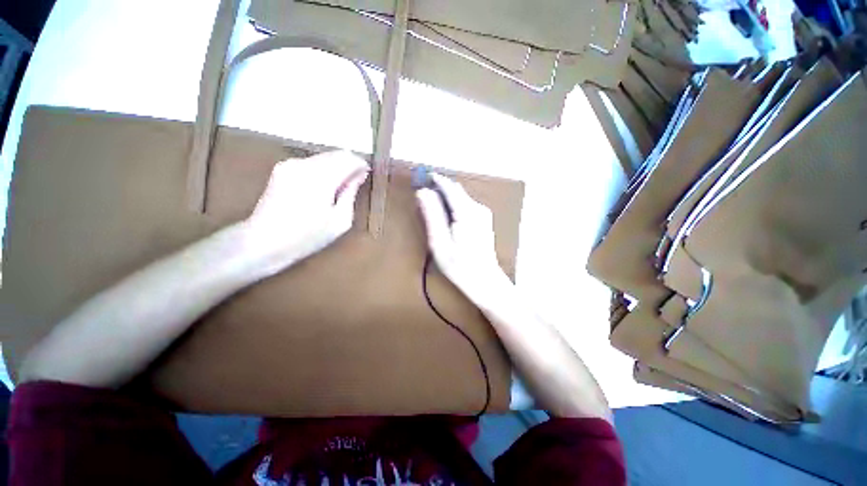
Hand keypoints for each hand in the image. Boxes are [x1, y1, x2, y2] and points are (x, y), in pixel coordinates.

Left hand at [242, 151, 367, 273]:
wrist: (264, 241)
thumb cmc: (307, 237)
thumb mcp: (340, 221)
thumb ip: (350, 194)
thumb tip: (358, 176)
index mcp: (320, 179)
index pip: (348, 159)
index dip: (361, 165)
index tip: (366, 174)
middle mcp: (304, 165)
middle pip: (336, 154)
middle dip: (349, 164)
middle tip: (356, 181)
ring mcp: (291, 164)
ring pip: (324, 157)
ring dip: (336, 167)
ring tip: (340, 186)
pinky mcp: (282, 167)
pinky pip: (311, 162)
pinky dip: (323, 169)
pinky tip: (324, 187)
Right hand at [416, 174, 512, 309]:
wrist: (485, 281)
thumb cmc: (459, 266)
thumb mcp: (439, 243)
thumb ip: (431, 216)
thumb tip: (422, 192)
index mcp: (466, 212)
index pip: (449, 187)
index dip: (434, 179)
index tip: (420, 177)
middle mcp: (478, 208)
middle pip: (456, 190)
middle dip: (439, 189)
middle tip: (423, 196)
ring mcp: (483, 213)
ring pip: (461, 196)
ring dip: (446, 198)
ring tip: (432, 209)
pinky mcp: (484, 219)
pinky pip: (465, 204)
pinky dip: (454, 205)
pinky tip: (447, 219)